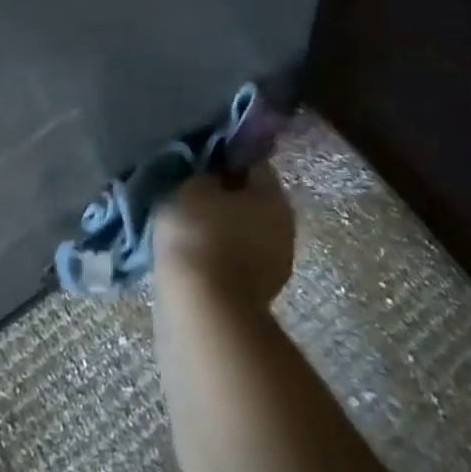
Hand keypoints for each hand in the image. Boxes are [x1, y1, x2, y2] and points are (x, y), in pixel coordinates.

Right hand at [154, 163, 296, 310]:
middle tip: (188, 193)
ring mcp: (276, 266)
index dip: (223, 157)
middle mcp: (285, 227)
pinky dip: (217, 255)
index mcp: (274, 195)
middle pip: (250, 198)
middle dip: (223, 195)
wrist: (203, 314)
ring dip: (220, 227)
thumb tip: (210, 170)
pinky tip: (191, 256)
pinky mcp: (259, 297)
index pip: (250, 162)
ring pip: (243, 231)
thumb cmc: (198, 234)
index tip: (197, 163)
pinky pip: (235, 260)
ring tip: (185, 227)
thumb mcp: (191, 185)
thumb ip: (203, 170)